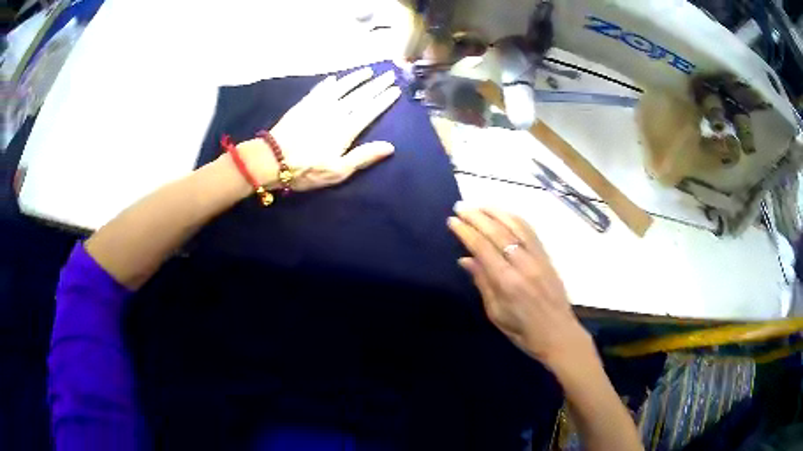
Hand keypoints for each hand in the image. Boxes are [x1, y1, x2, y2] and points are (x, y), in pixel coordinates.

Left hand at [238, 67, 401, 190]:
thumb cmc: (307, 169)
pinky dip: (328, 83)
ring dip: (355, 78)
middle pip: (360, 95)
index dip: (384, 99)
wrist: (272, 159)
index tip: (395, 89)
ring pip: (342, 87)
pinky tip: (333, 78)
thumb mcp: (338, 171)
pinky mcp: (304, 105)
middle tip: (389, 74)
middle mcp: (335, 112)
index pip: (370, 110)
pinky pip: (320, 90)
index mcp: (346, 129)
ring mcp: (318, 106)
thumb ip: (363, 157)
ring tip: (368, 71)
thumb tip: (390, 147)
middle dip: (376, 84)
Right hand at [447, 204, 594, 369]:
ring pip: (516, 225)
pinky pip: (531, 231)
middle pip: (498, 231)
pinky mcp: (547, 257)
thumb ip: (482, 283)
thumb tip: (465, 259)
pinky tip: (505, 214)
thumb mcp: (496, 314)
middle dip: (477, 216)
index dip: (466, 232)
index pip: (482, 247)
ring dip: (496, 211)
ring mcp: (538, 258)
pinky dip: (515, 218)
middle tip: (460, 206)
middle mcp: (523, 264)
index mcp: (507, 282)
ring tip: (479, 205)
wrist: (559, 334)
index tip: (452, 221)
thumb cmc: (523, 332)